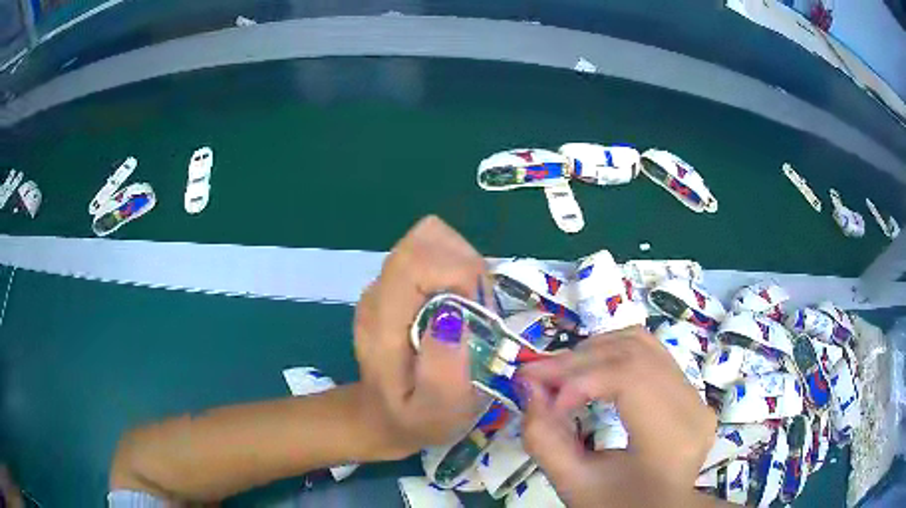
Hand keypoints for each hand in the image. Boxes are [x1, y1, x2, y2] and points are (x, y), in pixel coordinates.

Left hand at [353, 216, 488, 459]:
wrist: (383, 416)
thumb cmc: (414, 419)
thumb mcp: (436, 413)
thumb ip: (444, 372)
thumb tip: (455, 316)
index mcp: (381, 320)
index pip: (416, 260)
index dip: (460, 273)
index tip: (478, 314)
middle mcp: (379, 291)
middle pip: (427, 240)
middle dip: (468, 268)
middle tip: (478, 315)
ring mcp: (386, 284)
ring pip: (434, 241)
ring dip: (466, 269)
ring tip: (470, 314)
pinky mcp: (397, 284)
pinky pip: (435, 254)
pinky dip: (459, 272)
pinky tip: (460, 309)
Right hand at [520, 326, 716, 507]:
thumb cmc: (617, 506)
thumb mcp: (574, 484)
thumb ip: (544, 439)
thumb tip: (529, 385)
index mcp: (672, 438)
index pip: (630, 378)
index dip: (581, 380)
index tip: (544, 400)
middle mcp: (693, 406)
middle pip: (634, 354)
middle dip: (577, 361)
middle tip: (535, 375)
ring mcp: (695, 394)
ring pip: (641, 343)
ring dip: (594, 351)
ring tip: (559, 373)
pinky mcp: (689, 390)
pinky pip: (649, 352)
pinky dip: (612, 353)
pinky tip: (589, 370)